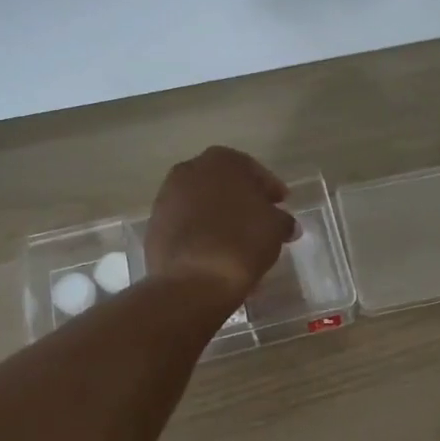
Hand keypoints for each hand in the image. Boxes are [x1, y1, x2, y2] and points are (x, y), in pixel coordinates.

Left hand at [144, 146, 296, 307]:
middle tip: (260, 220)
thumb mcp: (276, 228)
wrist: (192, 280)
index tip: (281, 204)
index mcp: (221, 160)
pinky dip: (201, 233)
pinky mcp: (155, 225)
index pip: (254, 171)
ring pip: (202, 203)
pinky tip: (216, 252)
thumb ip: (282, 220)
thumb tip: (285, 224)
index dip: (270, 189)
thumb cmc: (241, 242)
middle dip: (242, 200)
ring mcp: (167, 197)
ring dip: (219, 217)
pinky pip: (186, 224)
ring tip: (238, 241)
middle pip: (224, 184)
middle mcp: (189, 170)